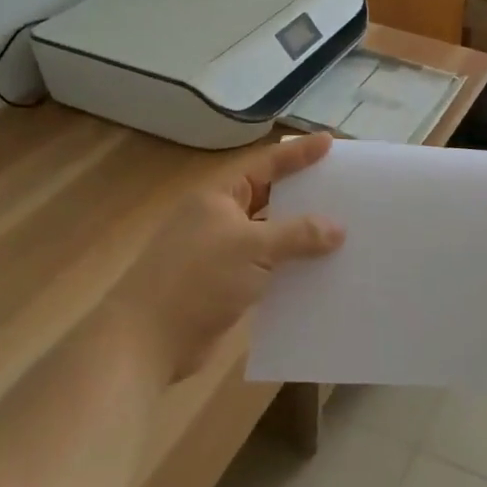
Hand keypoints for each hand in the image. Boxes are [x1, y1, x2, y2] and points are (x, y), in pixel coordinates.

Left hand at [115, 132, 344, 381]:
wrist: (145, 343)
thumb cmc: (197, 279)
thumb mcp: (253, 248)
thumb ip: (298, 234)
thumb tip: (337, 229)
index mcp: (219, 197)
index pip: (265, 165)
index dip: (298, 153)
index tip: (330, 143)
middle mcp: (219, 219)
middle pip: (269, 198)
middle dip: (304, 194)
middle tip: (342, 186)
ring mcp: (220, 254)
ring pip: (269, 236)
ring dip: (299, 236)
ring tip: (341, 230)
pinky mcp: (224, 286)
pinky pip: (266, 268)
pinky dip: (289, 267)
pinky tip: (318, 272)